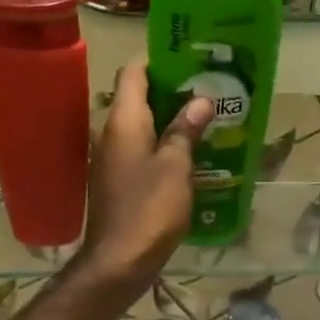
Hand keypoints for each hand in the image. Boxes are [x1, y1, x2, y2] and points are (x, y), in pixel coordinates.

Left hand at [76, 62, 212, 297]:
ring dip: (169, 121)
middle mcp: (111, 134)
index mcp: (123, 121)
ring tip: (205, 118)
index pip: (132, 72)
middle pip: (138, 98)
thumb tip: (200, 100)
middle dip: (171, 91)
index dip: (158, 60)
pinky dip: (162, 146)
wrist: (119, 261)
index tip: (189, 58)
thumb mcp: (176, 166)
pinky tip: (190, 155)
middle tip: (207, 88)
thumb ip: (185, 130)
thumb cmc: (149, 208)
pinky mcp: (117, 182)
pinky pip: (141, 151)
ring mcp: (112, 160)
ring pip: (141, 127)